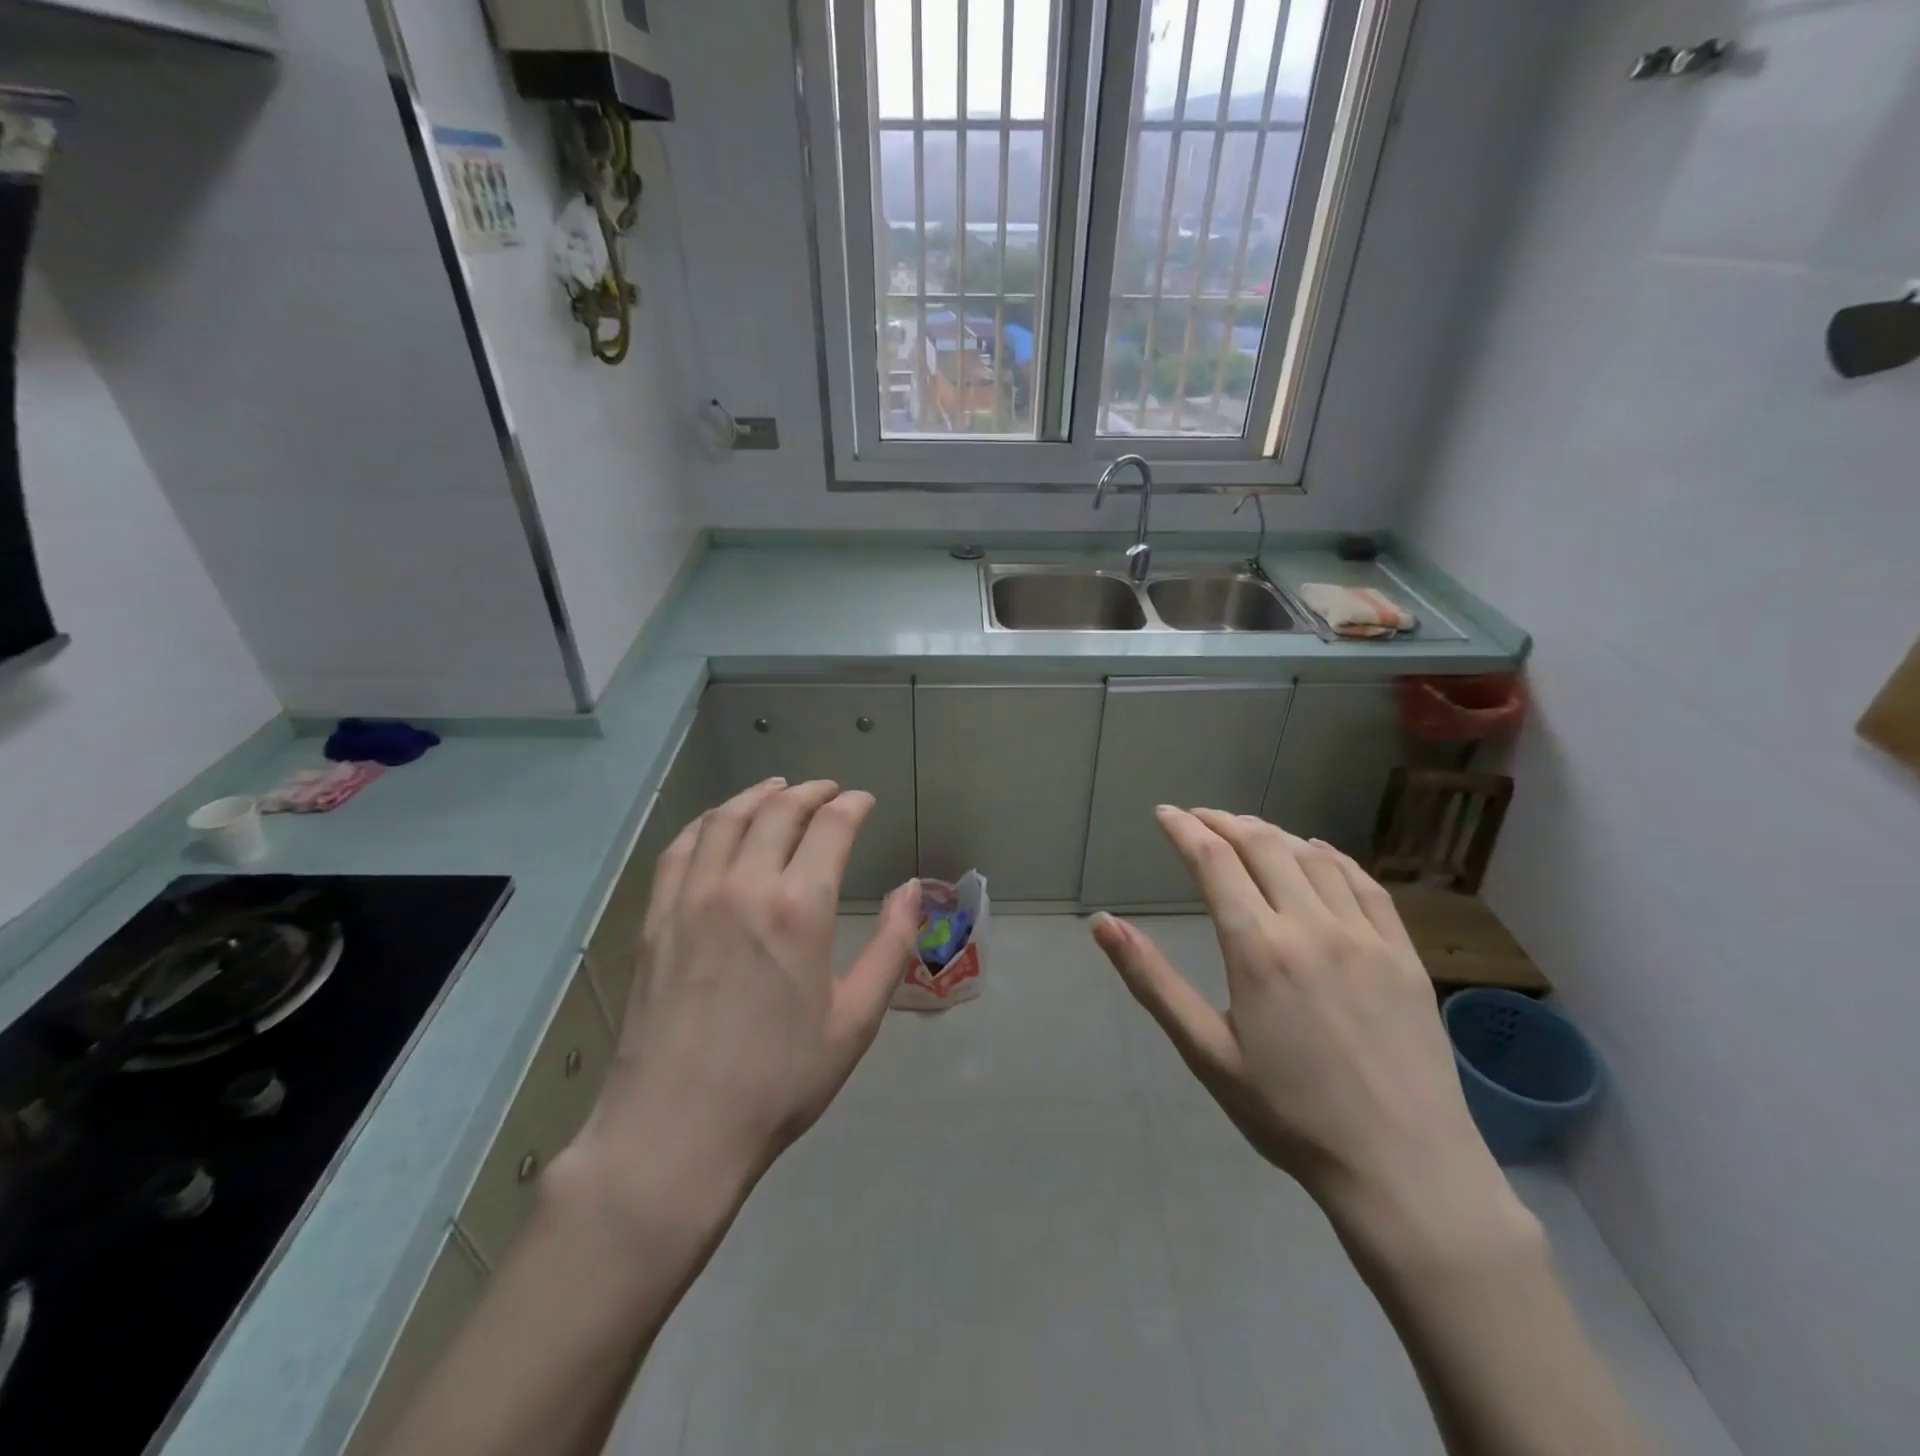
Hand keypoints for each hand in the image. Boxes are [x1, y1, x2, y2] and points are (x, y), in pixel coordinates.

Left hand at [566, 778, 918, 1224]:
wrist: (676, 1131)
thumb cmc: (779, 1080)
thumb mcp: (856, 1020)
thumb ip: (891, 945)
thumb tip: (912, 889)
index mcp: (798, 908)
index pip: (830, 827)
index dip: (851, 805)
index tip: (864, 801)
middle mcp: (743, 886)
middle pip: (778, 811)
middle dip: (810, 792)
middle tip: (829, 791)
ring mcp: (691, 898)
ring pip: (726, 819)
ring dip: (758, 796)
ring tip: (778, 790)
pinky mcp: (656, 918)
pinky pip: (680, 849)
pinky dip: (706, 823)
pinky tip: (718, 825)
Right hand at [1091, 809, 1520, 1256]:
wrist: (1405, 1170)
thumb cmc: (1290, 1115)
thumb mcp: (1206, 1052)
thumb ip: (1152, 981)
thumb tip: (1103, 924)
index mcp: (1258, 949)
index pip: (1213, 862)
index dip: (1184, 830)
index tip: (1164, 813)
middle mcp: (1311, 926)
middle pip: (1262, 845)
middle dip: (1223, 822)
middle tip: (1198, 817)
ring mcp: (1365, 936)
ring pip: (1312, 856)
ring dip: (1272, 833)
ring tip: (1246, 829)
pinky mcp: (1403, 954)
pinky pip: (1364, 883)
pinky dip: (1332, 856)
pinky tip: (1318, 852)